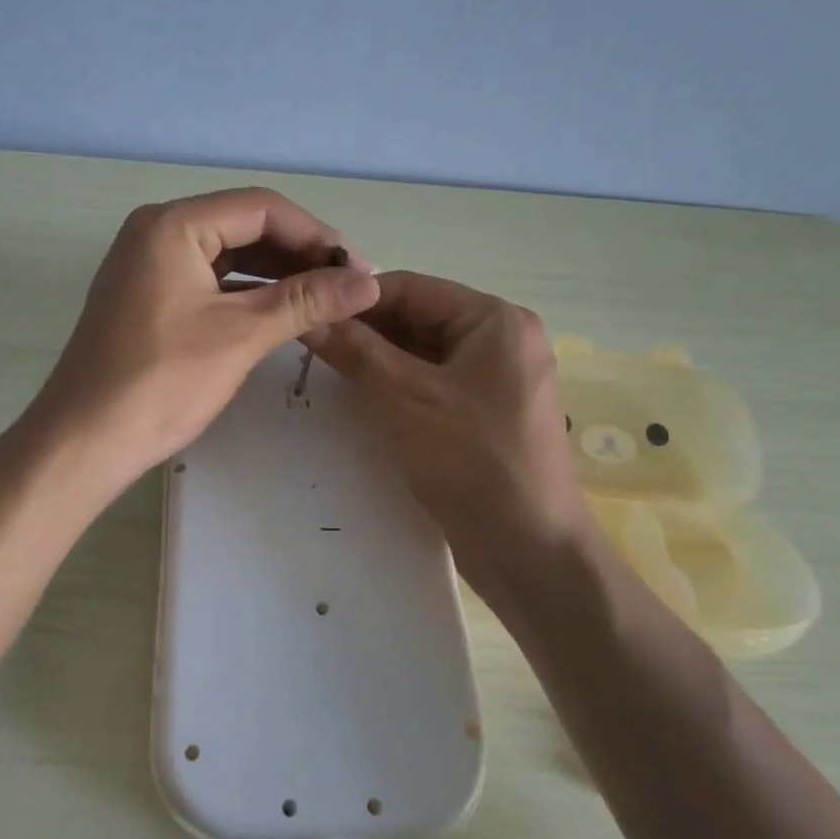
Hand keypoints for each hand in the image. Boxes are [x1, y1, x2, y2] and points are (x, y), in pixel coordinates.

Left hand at [29, 188, 378, 494]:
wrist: (84, 441)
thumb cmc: (161, 381)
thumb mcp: (241, 335)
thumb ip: (307, 301)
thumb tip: (369, 283)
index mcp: (173, 224)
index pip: (261, 208)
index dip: (316, 235)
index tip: (359, 268)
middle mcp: (157, 231)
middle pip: (244, 226)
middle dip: (299, 254)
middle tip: (348, 286)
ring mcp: (148, 265)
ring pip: (228, 255)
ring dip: (277, 275)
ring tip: (325, 300)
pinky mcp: (148, 297)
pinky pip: (209, 280)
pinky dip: (248, 293)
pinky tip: (283, 313)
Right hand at [305, 271, 597, 608]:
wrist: (530, 550)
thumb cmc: (472, 460)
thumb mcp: (406, 398)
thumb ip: (356, 351)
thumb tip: (310, 315)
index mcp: (495, 320)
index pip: (412, 288)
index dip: (357, 298)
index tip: (309, 310)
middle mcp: (502, 339)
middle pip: (419, 317)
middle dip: (367, 329)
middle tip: (311, 341)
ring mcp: (497, 377)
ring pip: (423, 351)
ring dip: (378, 357)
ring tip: (326, 365)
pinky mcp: (487, 411)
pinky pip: (434, 381)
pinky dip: (398, 383)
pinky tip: (360, 393)